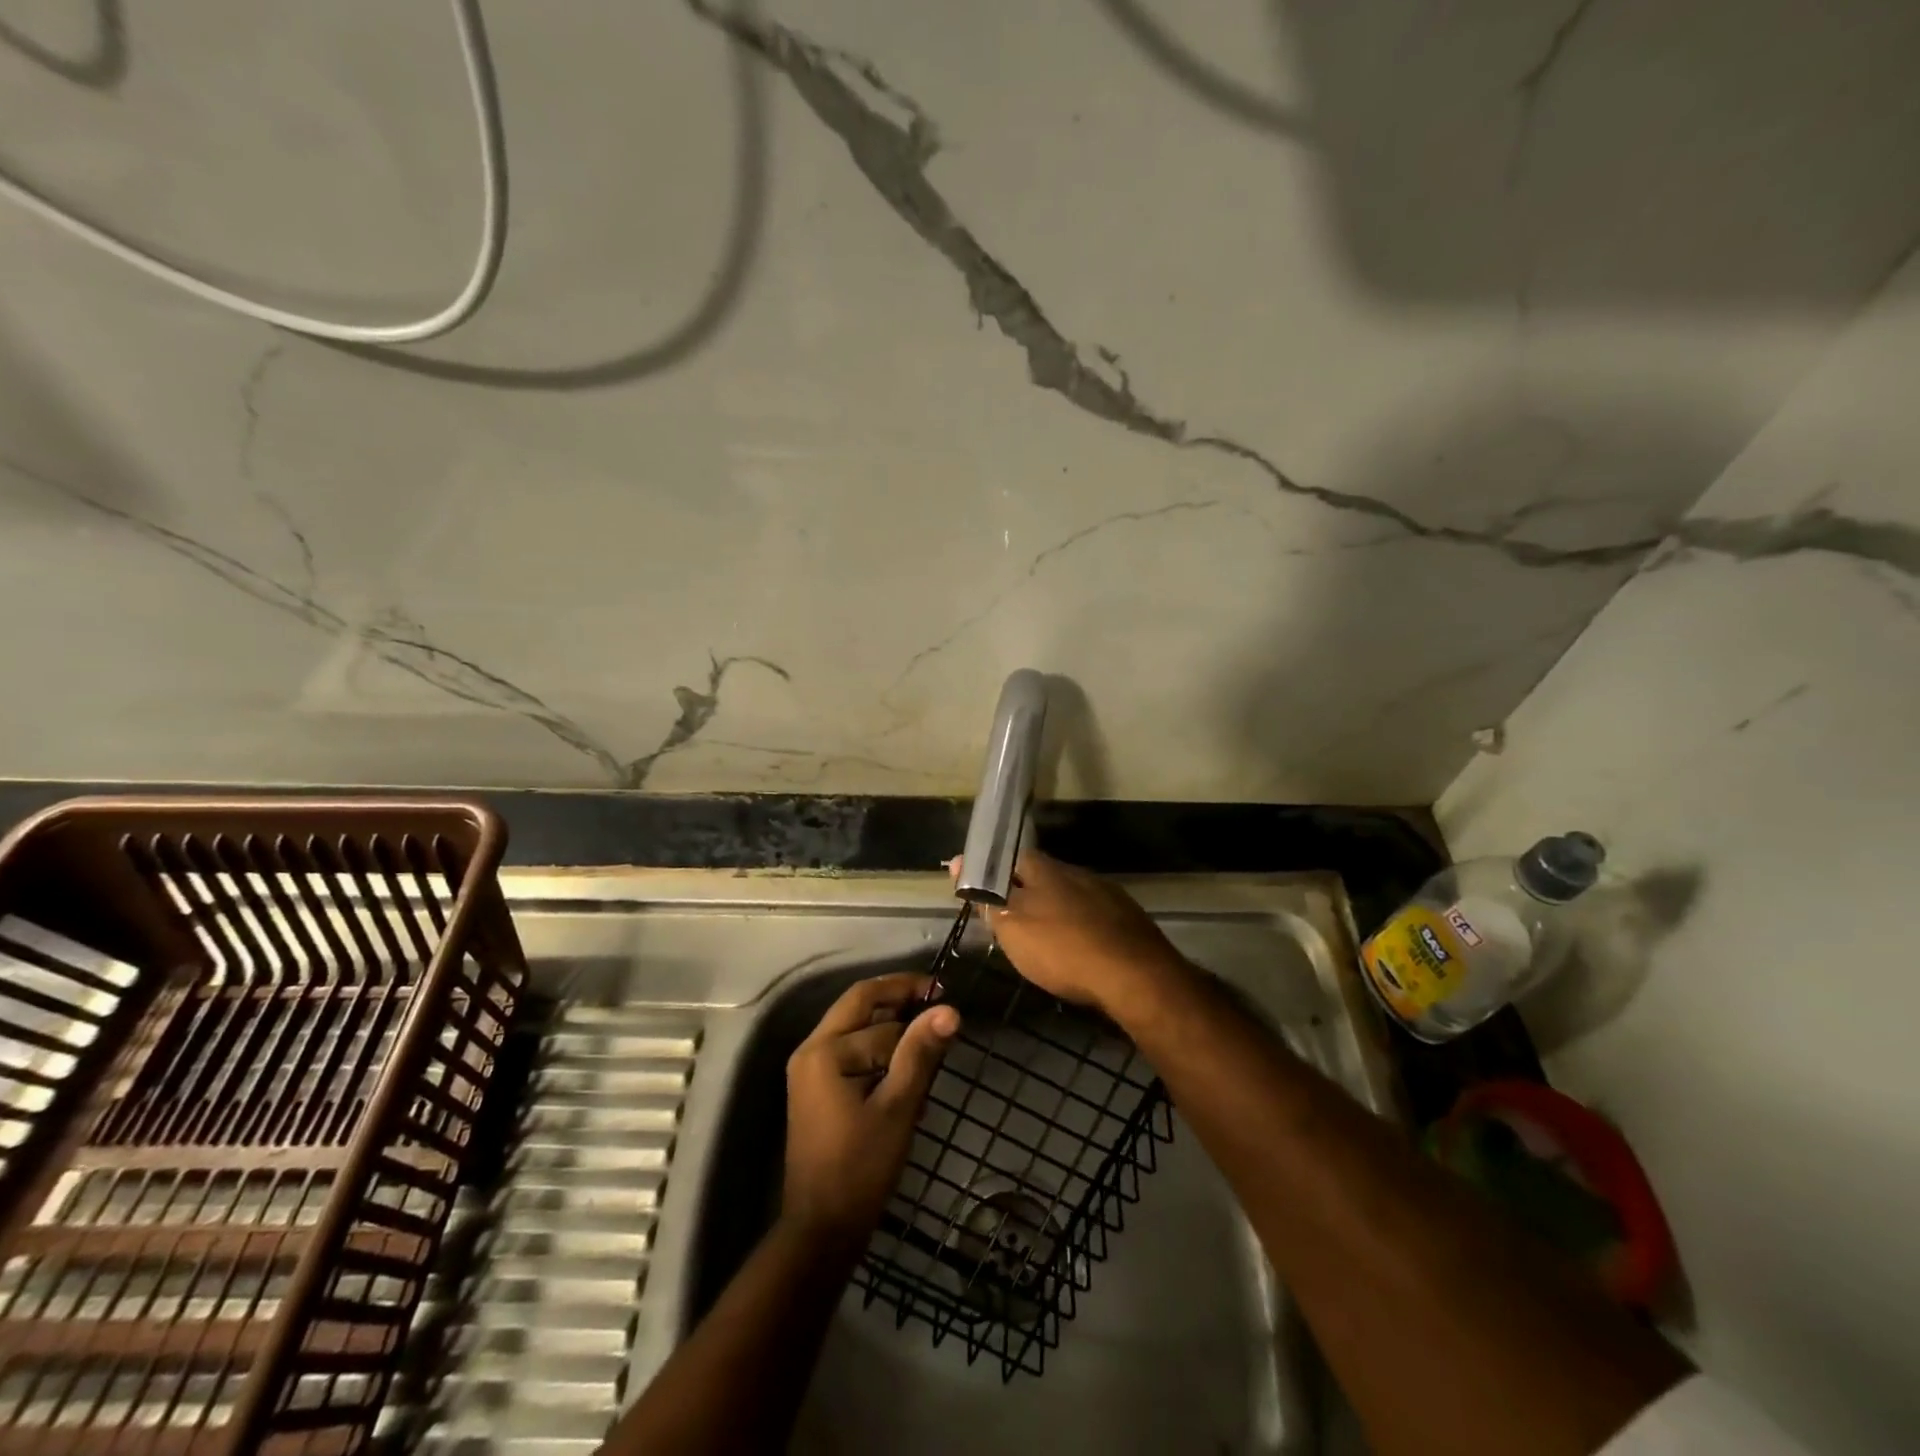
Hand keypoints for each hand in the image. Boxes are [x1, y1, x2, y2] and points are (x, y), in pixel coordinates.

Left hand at [782, 973, 960, 1248]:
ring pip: (858, 1030)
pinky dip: (881, 1053)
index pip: (871, 1003)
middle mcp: (811, 1051)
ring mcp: (811, 1072)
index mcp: (824, 1050)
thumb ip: (920, 1053)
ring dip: (893, 1029)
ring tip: (931, 1040)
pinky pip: (853, 1054)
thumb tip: (950, 1010)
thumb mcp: (898, 1107)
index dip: (907, 990)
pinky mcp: (819, 1091)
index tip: (944, 991)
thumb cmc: (860, 1167)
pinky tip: (910, 1070)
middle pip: (859, 1008)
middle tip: (938, 1005)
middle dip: (898, 1002)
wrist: (822, 1231)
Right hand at [955, 849, 1187, 1015]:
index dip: (992, 872)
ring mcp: (1105, 892)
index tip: (979, 890)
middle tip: (1009, 918)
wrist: (1136, 976)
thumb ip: (987, 897)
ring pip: (1069, 893)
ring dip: (1053, 908)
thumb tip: (959, 862)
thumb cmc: (1063, 949)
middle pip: (1041, 874)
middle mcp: (1075, 872)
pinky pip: (1092, 914)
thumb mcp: (1012, 928)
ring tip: (1043, 934)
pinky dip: (1079, 925)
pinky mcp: (1127, 917)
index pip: (1009, 858)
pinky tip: (1078, 945)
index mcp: (1044, 869)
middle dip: (1024, 891)